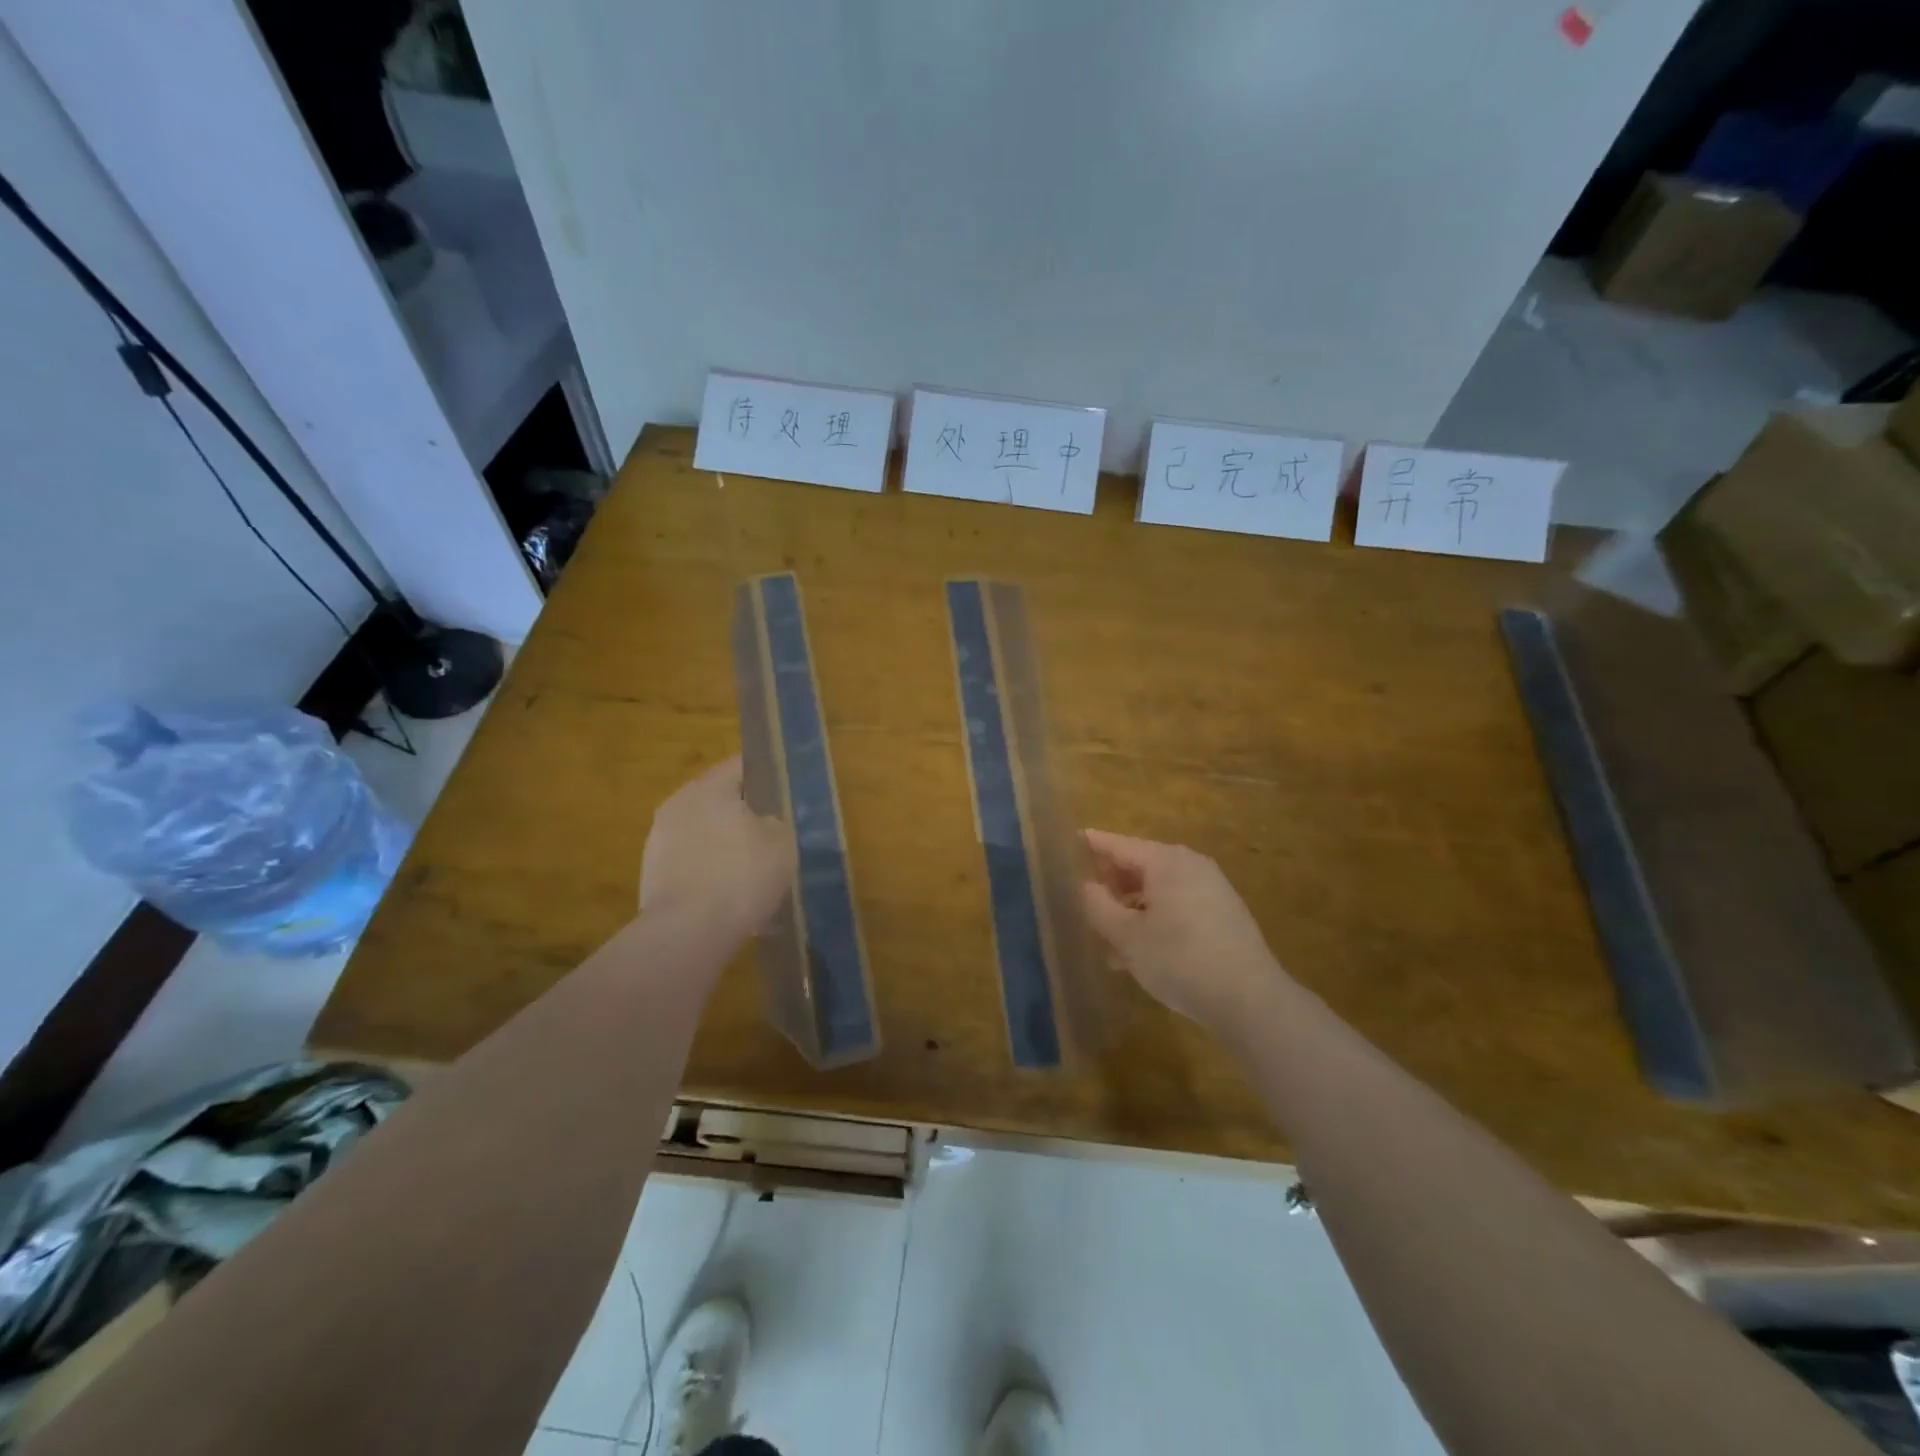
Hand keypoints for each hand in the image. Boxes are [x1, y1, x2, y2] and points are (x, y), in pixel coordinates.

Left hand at [640, 756, 793, 930]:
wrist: (687, 932)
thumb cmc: (740, 875)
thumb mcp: (781, 842)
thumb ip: (775, 822)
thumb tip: (763, 823)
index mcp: (709, 787)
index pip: (741, 765)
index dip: (766, 776)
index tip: (785, 793)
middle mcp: (678, 804)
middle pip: (719, 800)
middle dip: (744, 816)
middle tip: (772, 837)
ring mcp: (660, 840)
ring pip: (704, 833)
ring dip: (725, 846)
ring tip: (752, 873)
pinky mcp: (652, 875)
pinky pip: (692, 863)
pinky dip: (710, 873)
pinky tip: (730, 897)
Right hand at [1081, 829, 1290, 1031]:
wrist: (1250, 999)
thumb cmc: (1179, 960)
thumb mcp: (1127, 937)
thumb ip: (1099, 906)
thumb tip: (1087, 886)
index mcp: (1166, 861)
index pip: (1120, 845)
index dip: (1095, 844)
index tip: (1076, 838)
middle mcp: (1191, 866)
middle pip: (1141, 866)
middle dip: (1113, 885)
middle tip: (1086, 903)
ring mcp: (1212, 889)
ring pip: (1159, 891)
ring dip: (1133, 910)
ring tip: (1110, 942)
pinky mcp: (1225, 915)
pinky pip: (1179, 906)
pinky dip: (1156, 920)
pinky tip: (1142, 953)